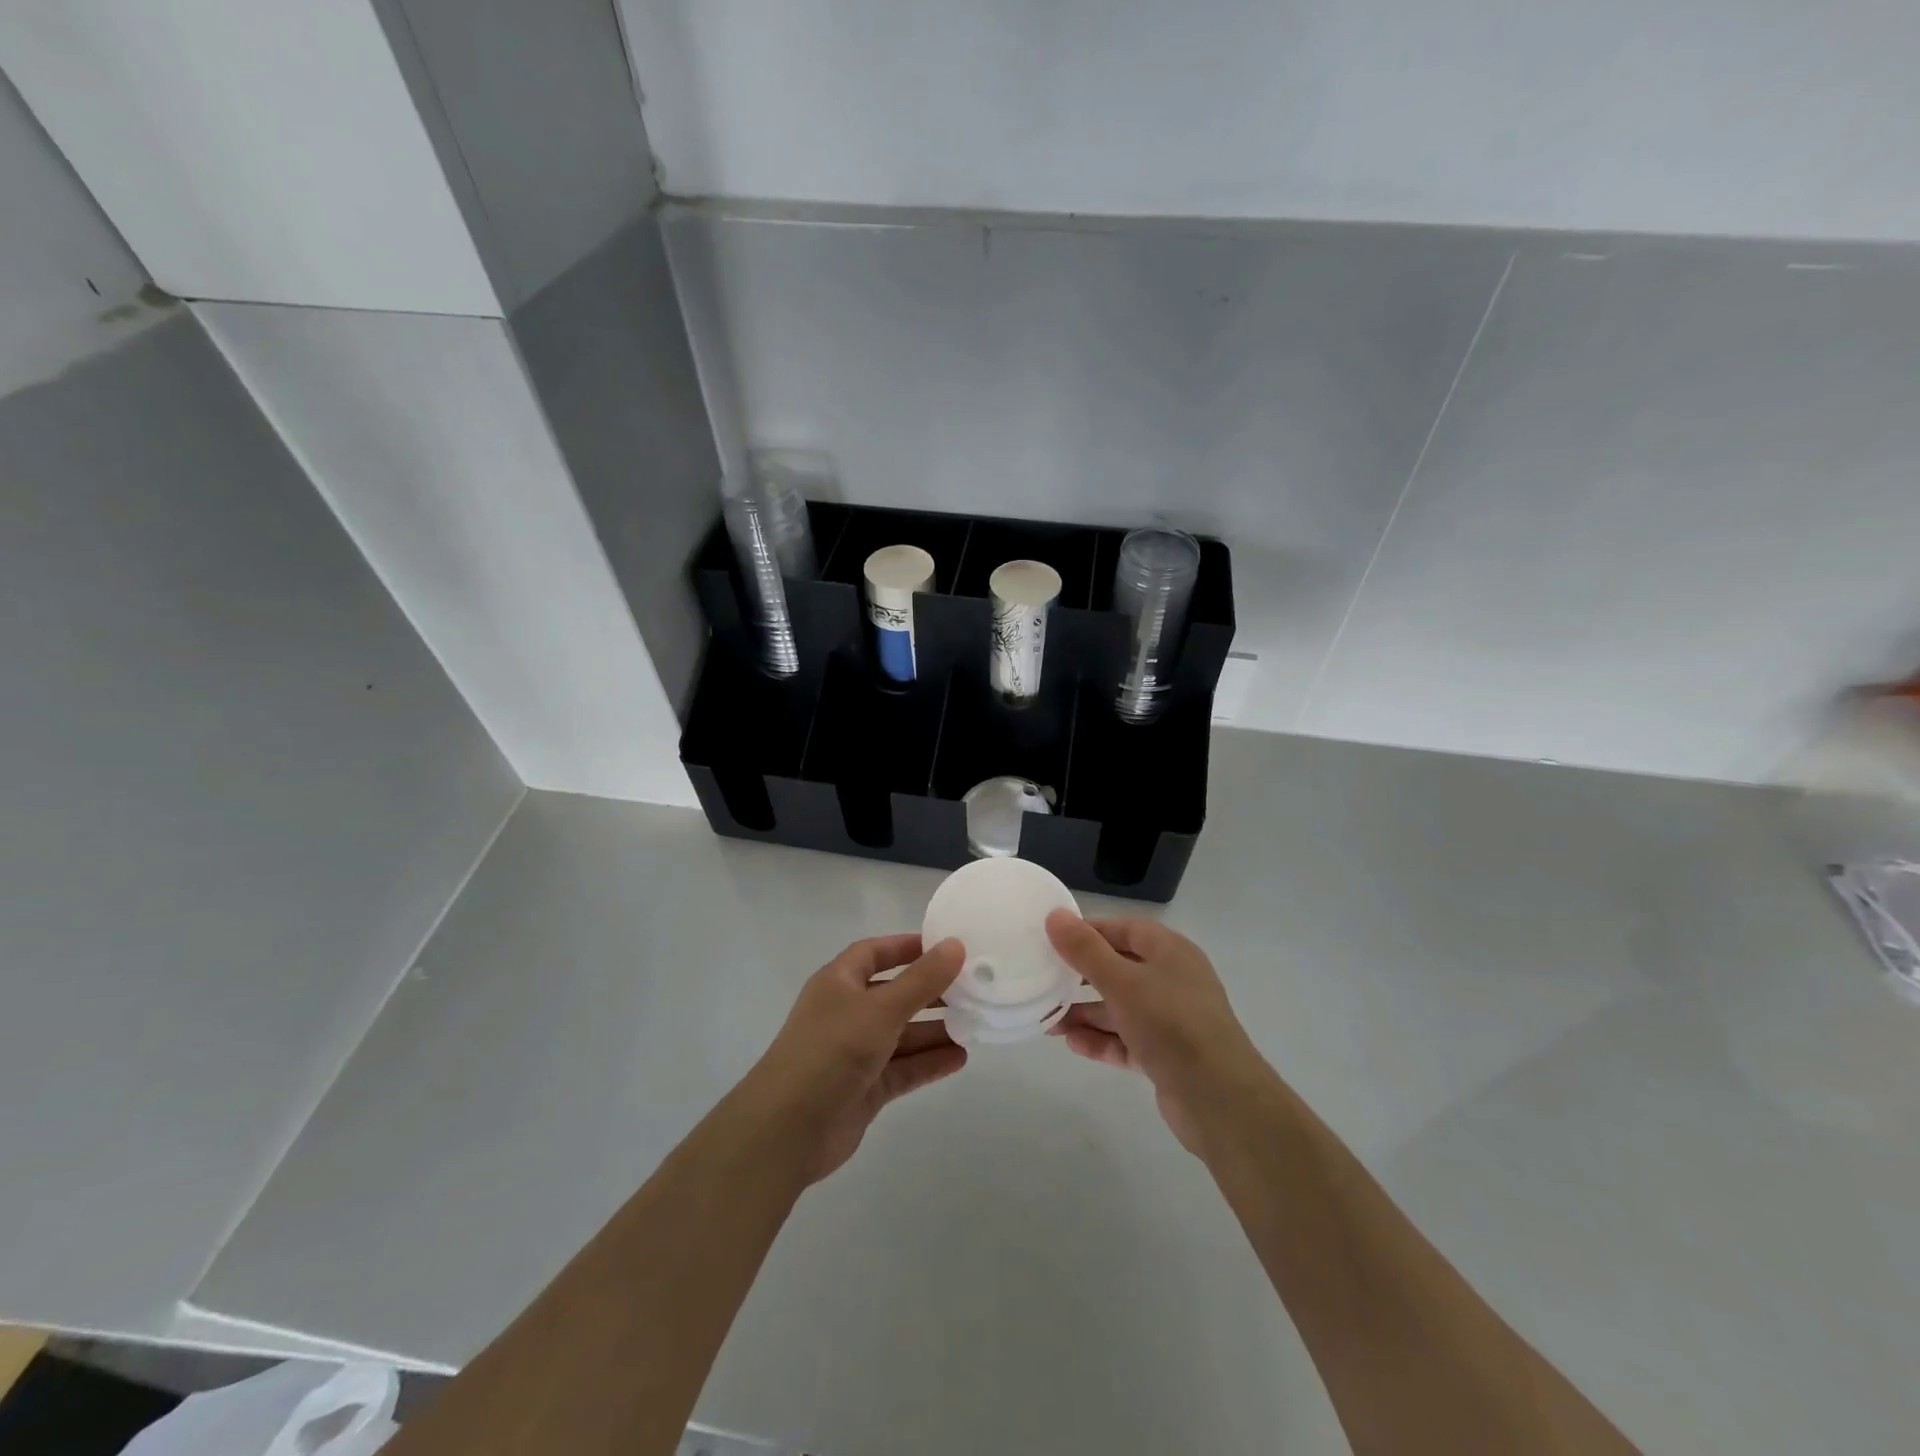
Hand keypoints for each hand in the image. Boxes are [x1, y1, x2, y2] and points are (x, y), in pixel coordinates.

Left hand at [745, 934, 966, 1183]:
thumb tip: (956, 945)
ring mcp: (855, 1053)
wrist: (787, 1130)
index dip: (906, 947)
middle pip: (893, 994)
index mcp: (839, 983)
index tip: (945, 947)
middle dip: (929, 992)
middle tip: (971, 989)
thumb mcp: (881, 1008)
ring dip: (934, 1030)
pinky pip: (902, 1069)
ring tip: (975, 1024)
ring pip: (901, 1035)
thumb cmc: (831, 1051)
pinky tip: (960, 1058)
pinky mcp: (864, 1089)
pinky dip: (928, 1063)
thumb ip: (922, 979)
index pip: (874, 953)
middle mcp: (846, 1013)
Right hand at [1046, 912, 1271, 1154]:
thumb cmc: (1171, 1024)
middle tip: (1044, 982)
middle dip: (1080, 977)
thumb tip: (1055, 915)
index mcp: (1170, 952)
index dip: (1088, 931)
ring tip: (1049, 1022)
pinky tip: (1072, 1044)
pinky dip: (1102, 1040)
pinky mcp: (1166, 1055)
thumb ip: (1086, 950)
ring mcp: (1171, 1020)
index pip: (1123, 929)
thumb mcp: (1122, 982)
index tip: (1051, 940)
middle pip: (1119, 968)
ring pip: (1120, 1007)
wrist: (1220, 1101)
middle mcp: (1172, 980)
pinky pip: (1127, 1039)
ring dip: (1086, 1013)